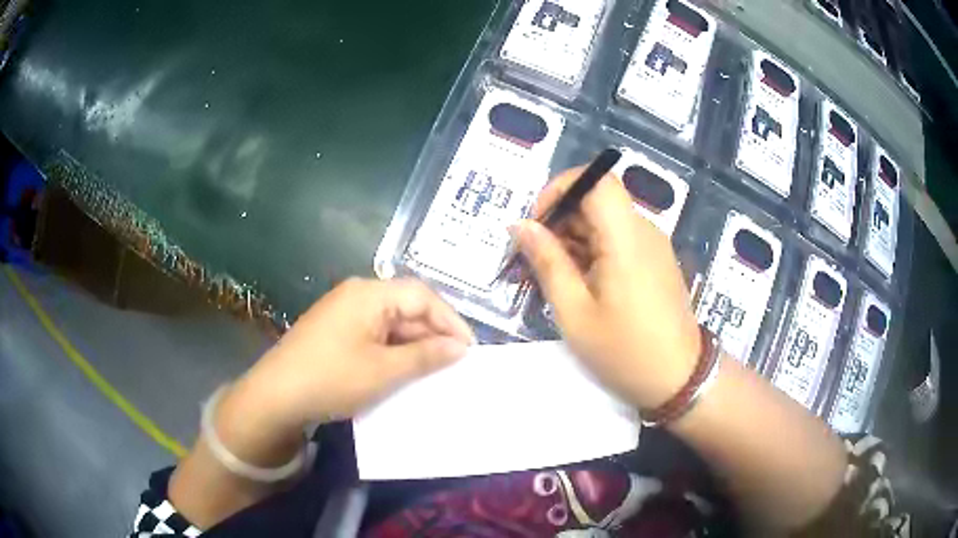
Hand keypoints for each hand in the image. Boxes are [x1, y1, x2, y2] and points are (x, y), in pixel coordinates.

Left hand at [214, 278, 473, 463]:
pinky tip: (403, 372)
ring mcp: (343, 313)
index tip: (469, 350)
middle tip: (454, 365)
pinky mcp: (336, 331)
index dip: (450, 321)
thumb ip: (426, 355)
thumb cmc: (332, 379)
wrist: (275, 397)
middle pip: (406, 307)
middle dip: (433, 334)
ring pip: (391, 323)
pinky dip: (393, 351)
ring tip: (434, 372)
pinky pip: (374, 335)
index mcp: (369, 294)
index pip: (422, 296)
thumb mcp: (384, 371)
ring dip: (414, 345)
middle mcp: (357, 295)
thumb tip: (460, 347)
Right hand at [515, 167, 701, 409]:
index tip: (537, 222)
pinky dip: (592, 252)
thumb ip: (547, 262)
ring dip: (573, 239)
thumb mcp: (575, 312)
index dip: (561, 189)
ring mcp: (652, 245)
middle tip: (534, 260)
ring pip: (604, 221)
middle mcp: (643, 230)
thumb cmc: (625, 351)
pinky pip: (617, 240)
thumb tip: (520, 225)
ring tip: (553, 279)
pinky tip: (579, 285)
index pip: (596, 178)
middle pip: (596, 200)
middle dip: (559, 221)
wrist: (679, 379)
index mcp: (626, 237)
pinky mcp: (654, 261)